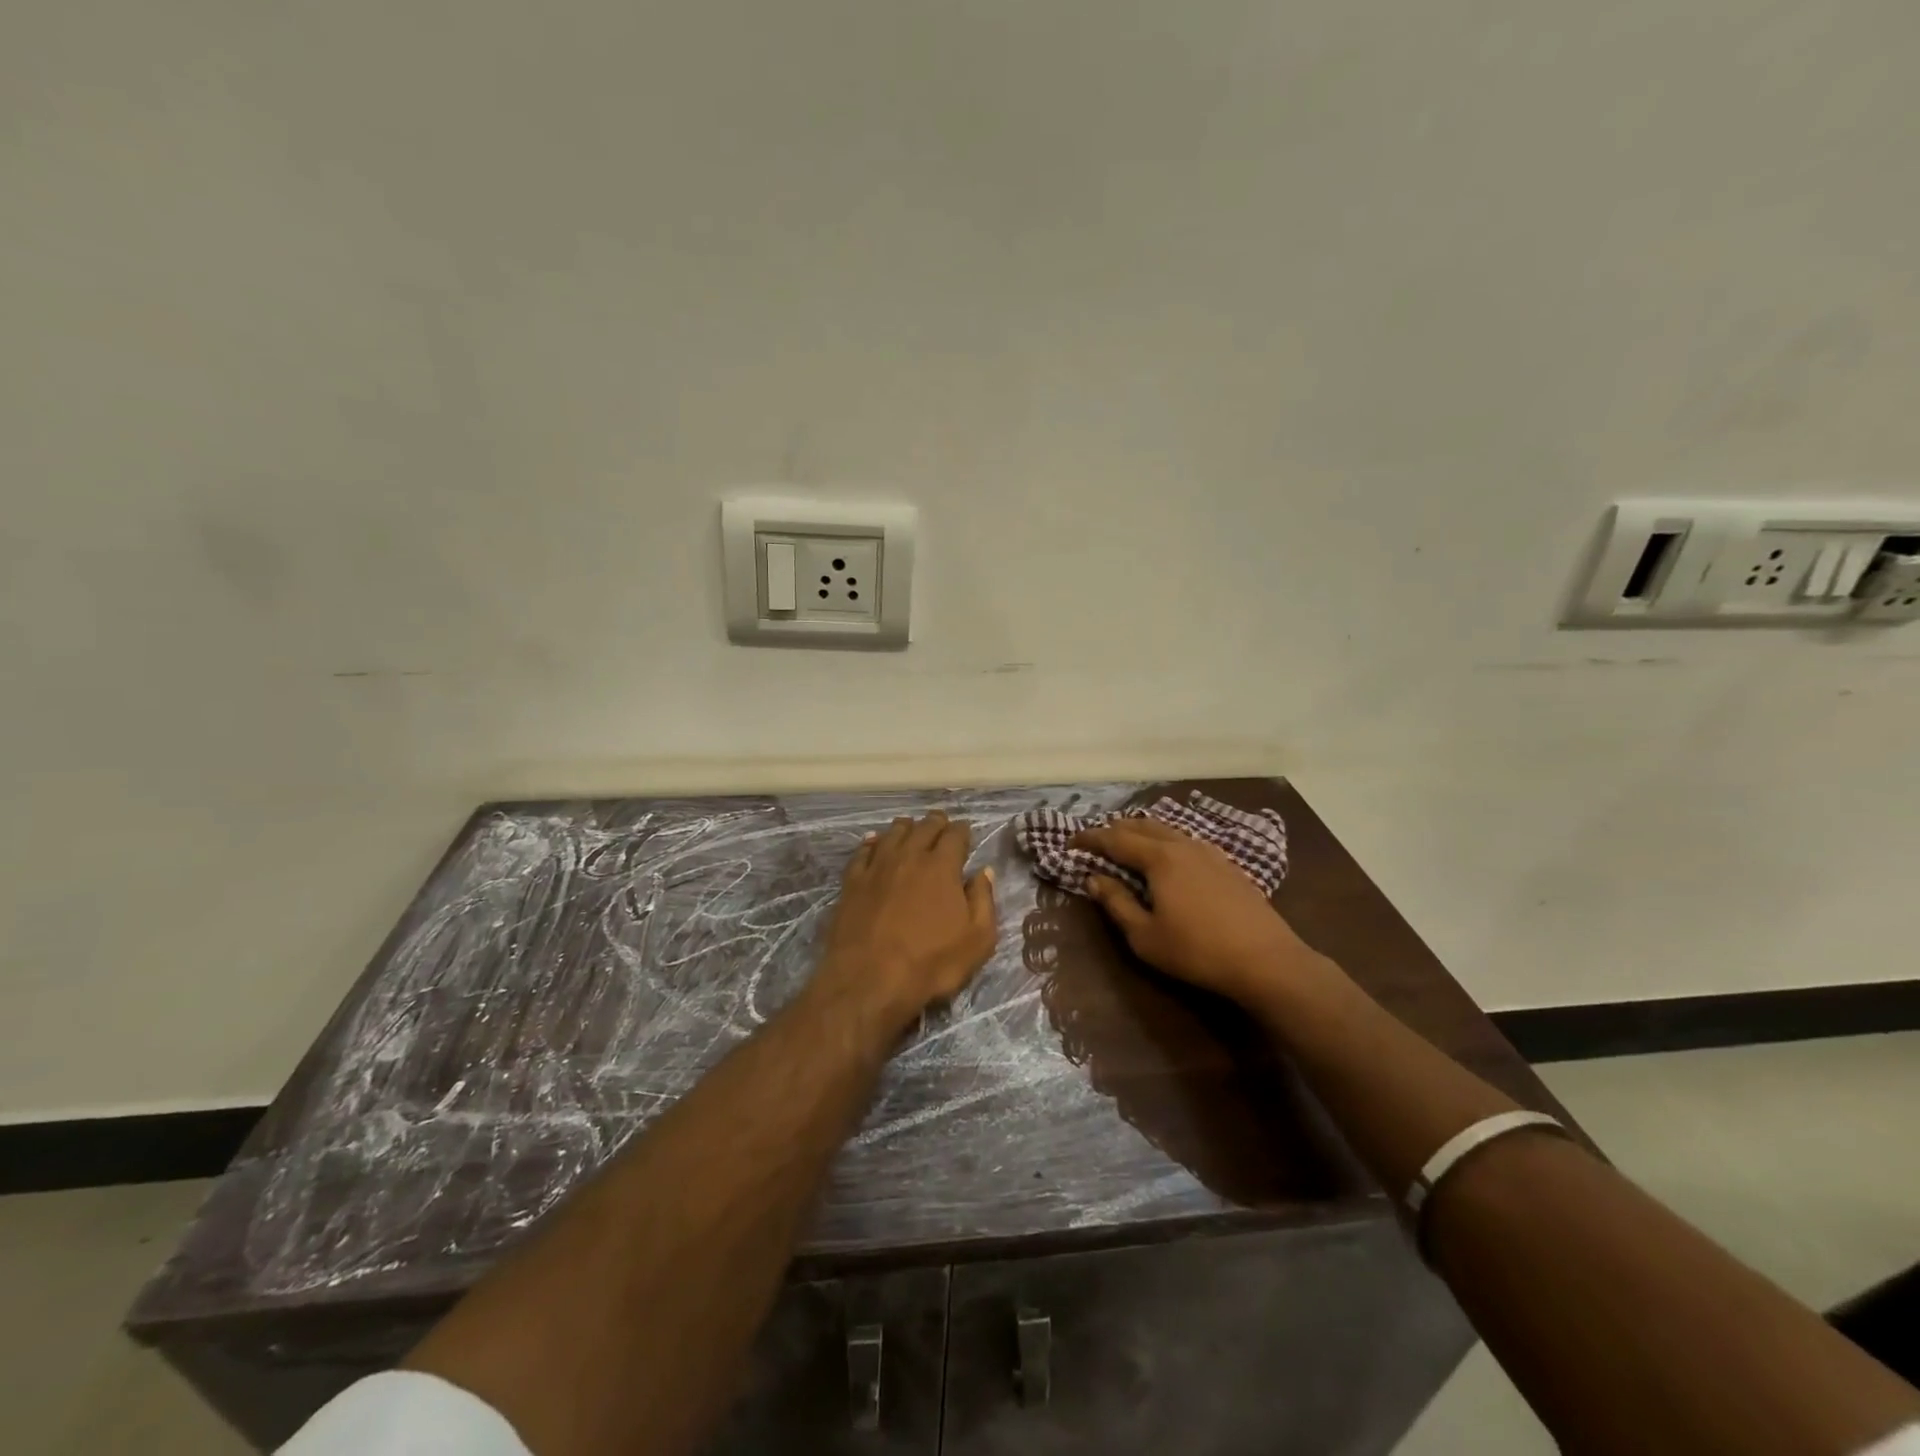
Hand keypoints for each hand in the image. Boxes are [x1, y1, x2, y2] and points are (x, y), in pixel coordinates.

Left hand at [815, 811, 998, 1029]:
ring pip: (892, 834)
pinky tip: (873, 842)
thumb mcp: (977, 940)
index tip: (965, 830)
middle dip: (936, 822)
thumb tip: (984, 872)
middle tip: (941, 823)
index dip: (962, 830)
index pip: (955, 835)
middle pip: (923, 827)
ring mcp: (877, 867)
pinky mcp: (852, 882)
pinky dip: (871, 843)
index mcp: (942, 867)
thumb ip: (983, 901)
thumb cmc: (931, 963)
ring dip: (905, 827)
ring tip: (910, 827)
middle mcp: (909, 856)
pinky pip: (862, 852)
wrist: (869, 980)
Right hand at [1072, 819, 1325, 1008]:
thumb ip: (1116, 903)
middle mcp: (1183, 845)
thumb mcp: (1145, 936)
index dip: (1090, 839)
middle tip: (1096, 840)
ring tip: (1128, 844)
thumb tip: (1093, 879)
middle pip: (1143, 825)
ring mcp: (1210, 852)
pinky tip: (1169, 858)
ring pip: (1168, 830)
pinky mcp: (1228, 865)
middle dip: (1116, 829)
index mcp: (1159, 858)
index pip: (1116, 839)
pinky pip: (1186, 841)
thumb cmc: (1197, 951)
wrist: (1266, 960)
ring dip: (1143, 833)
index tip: (1070, 842)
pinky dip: (1166, 841)